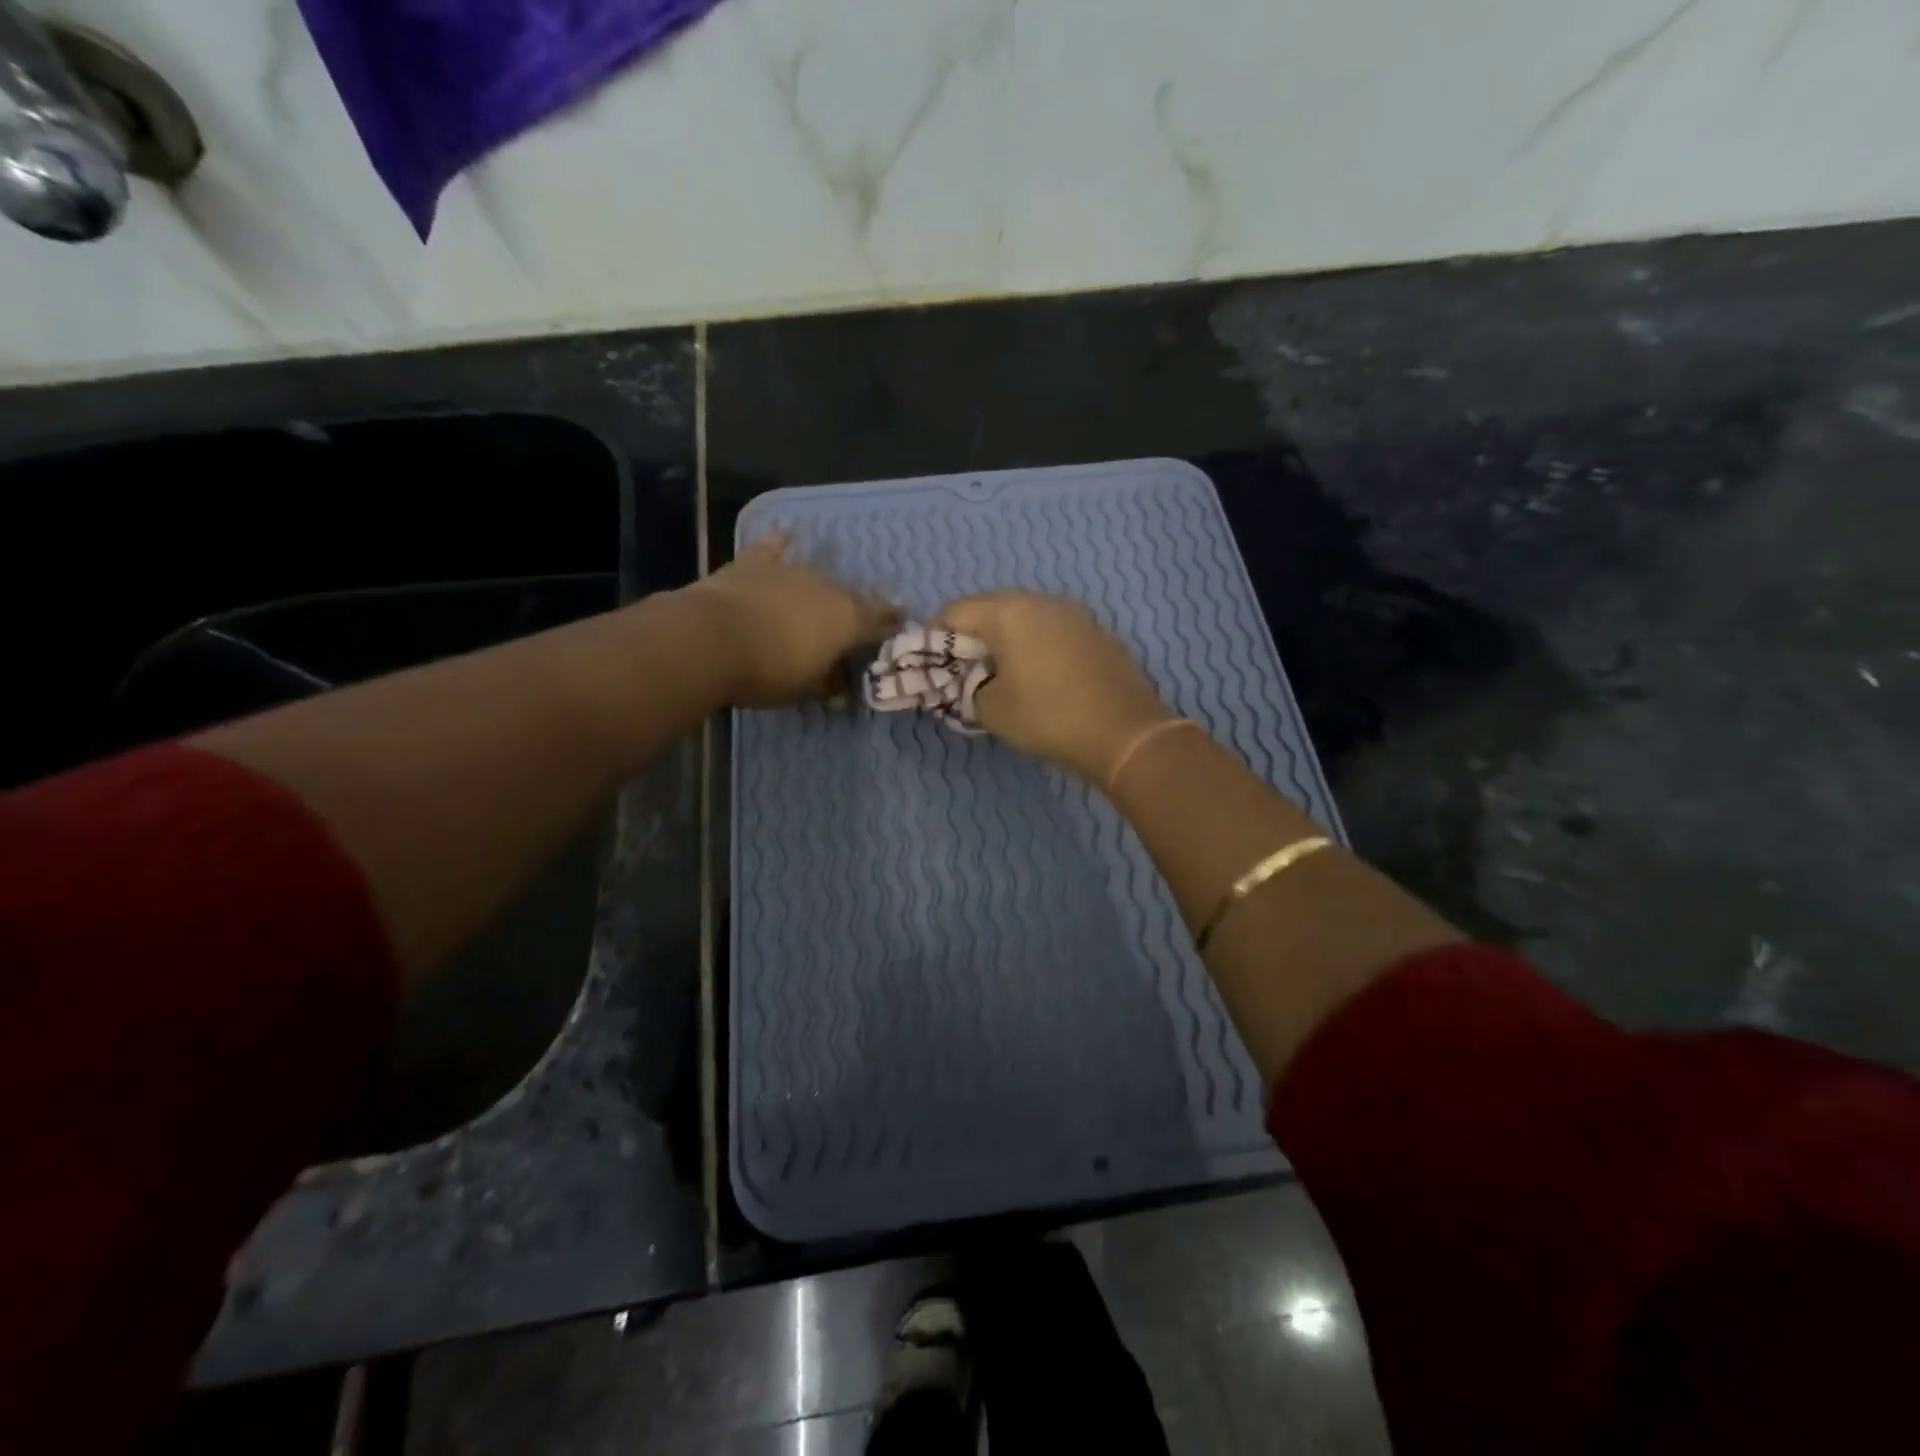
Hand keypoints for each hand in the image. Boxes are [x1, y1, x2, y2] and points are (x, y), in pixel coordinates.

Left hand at [689, 532, 900, 706]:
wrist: (712, 638)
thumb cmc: (767, 672)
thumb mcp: (803, 690)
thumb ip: (827, 684)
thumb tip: (839, 687)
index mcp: (849, 622)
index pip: (881, 621)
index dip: (891, 624)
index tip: (899, 624)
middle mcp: (829, 588)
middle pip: (852, 596)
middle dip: (857, 607)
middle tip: (856, 619)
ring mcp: (793, 570)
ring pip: (818, 575)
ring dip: (822, 586)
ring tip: (821, 595)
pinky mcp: (756, 561)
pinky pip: (774, 548)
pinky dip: (781, 544)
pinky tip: (785, 534)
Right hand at [934, 590, 1172, 779]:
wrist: (1125, 732)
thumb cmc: (1048, 718)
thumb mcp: (991, 709)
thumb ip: (967, 687)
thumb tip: (970, 680)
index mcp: (1008, 613)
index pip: (954, 611)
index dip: (933, 635)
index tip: (929, 663)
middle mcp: (1040, 601)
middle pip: (989, 606)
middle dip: (969, 633)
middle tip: (961, 667)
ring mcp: (1072, 612)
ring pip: (1022, 615)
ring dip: (1003, 636)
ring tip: (997, 669)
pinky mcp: (1095, 630)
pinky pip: (1050, 627)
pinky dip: (1033, 642)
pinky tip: (1036, 672)